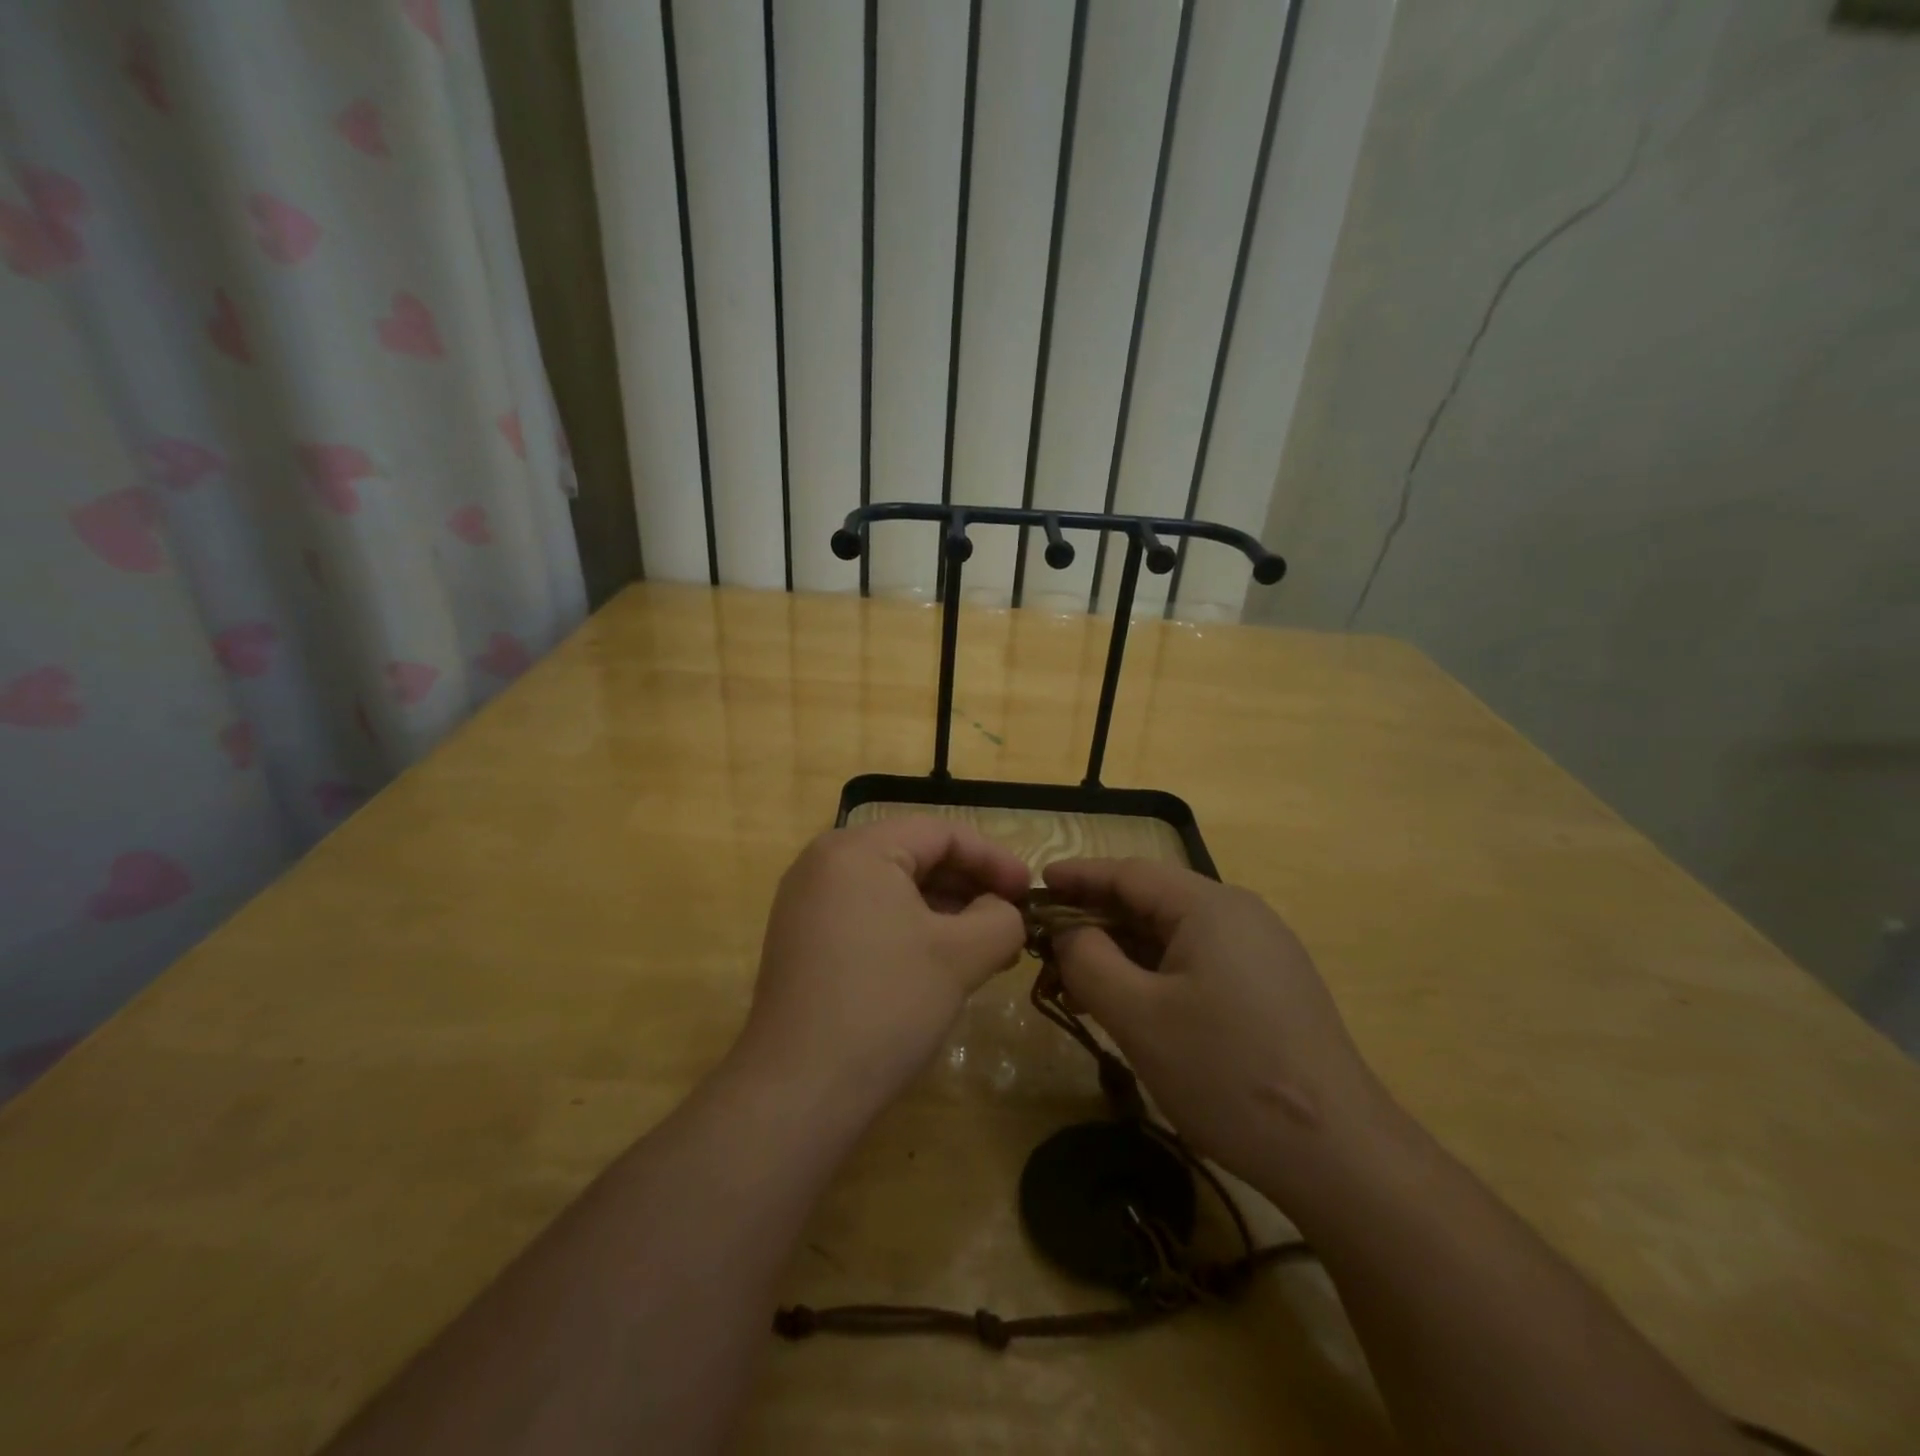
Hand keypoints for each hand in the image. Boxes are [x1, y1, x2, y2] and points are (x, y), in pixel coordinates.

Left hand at [734, 818, 1030, 1118]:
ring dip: (945, 911)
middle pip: (915, 855)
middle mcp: (824, 863)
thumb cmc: (886, 1005)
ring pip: (894, 888)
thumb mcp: (960, 955)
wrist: (799, 1091)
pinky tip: (943, 961)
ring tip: (988, 946)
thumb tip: (1004, 911)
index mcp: (857, 849)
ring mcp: (808, 903)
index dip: (993, 858)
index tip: (1030, 892)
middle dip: (970, 886)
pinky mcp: (803, 940)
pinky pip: (870, 914)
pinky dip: (912, 929)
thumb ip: (1001, 918)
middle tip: (1012, 920)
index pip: (940, 833)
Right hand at [1042, 858, 1390, 1204]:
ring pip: (1175, 935)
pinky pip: (1199, 962)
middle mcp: (1240, 914)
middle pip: (1152, 901)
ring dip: (1125, 952)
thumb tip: (1069, 931)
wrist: (1339, 1154)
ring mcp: (1262, 952)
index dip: (1079, 876)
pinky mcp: (1272, 988)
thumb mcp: (1138, 1016)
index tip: (1037, 886)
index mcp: (1210, 906)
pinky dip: (1157, 973)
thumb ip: (1089, 960)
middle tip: (1050, 949)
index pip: (1129, 873)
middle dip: (1097, 920)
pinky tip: (1134, 1005)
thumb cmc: (1226, 1073)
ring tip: (1082, 983)